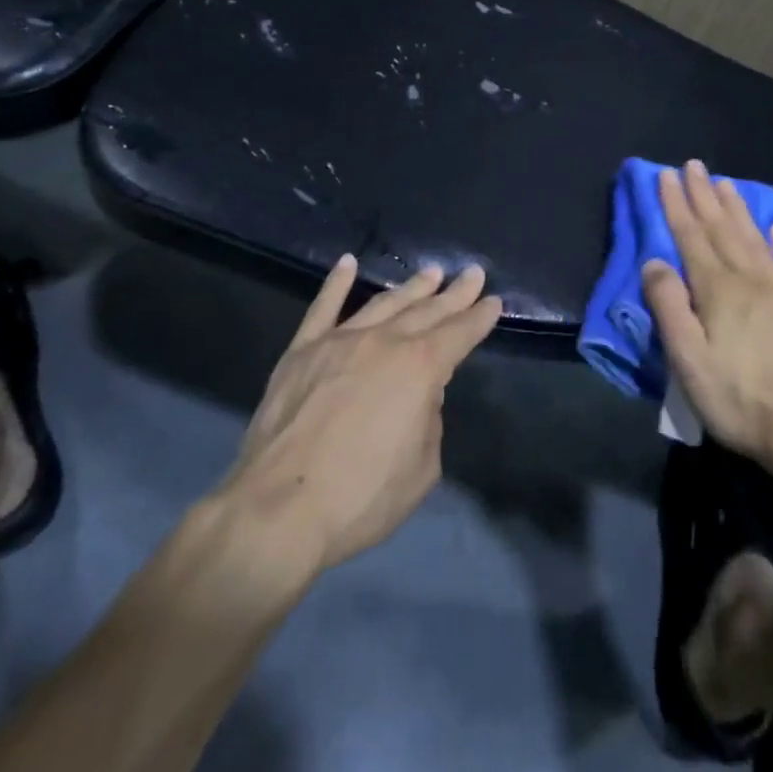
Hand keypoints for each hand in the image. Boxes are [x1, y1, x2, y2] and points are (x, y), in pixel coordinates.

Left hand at [221, 256, 501, 572]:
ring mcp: (339, 340)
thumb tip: (419, 395)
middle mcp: (383, 342)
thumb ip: (429, 421)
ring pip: (383, 303)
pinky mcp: (302, 350)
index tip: (492, 301)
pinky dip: (337, 283)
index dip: (478, 318)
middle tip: (472, 273)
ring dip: (410, 287)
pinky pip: (323, 307)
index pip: (459, 334)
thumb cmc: (360, 497)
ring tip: (430, 272)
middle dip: (453, 293)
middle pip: (426, 310)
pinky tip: (348, 263)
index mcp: (419, 369)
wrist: (280, 508)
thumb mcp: (422, 469)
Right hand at [642, 161, 772, 464]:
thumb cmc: (738, 398)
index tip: (666, 176)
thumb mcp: (688, 359)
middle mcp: (749, 280)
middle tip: (694, 165)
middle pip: (722, 228)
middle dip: (704, 195)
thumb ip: (669, 307)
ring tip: (726, 183)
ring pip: (753, 238)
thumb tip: (653, 261)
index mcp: (718, 290)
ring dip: (737, 208)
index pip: (690, 236)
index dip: (676, 205)